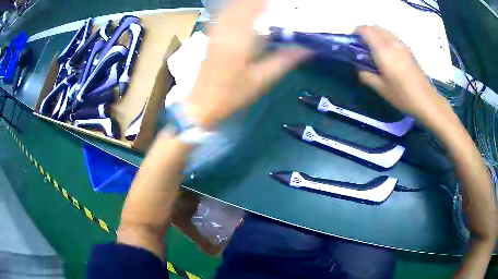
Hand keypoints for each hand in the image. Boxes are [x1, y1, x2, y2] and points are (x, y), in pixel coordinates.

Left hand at [186, 0, 311, 128]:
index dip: (266, 2)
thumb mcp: (262, 80)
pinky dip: (236, 9)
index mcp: (240, 37)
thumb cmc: (232, 94)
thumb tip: (308, 49)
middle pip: (241, 4)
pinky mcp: (211, 36)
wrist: (202, 103)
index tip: (279, 2)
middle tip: (273, 3)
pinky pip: (224, 14)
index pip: (254, 7)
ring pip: (231, 7)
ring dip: (246, 3)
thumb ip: (285, 61)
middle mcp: (226, 29)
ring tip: (262, 5)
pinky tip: (244, 11)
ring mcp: (216, 31)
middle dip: (257, 1)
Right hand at [357, 26, 445, 119]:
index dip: (357, 32)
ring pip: (385, 30)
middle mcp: (392, 43)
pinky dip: (386, 39)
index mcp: (383, 50)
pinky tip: (388, 54)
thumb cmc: (402, 95)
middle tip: (363, 46)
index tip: (353, 42)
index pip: (366, 30)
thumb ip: (366, 76)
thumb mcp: (381, 89)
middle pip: (375, 27)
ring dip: (377, 34)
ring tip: (375, 49)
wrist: (425, 100)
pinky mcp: (409, 50)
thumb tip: (360, 69)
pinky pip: (393, 37)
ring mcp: (402, 45)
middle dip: (366, 32)